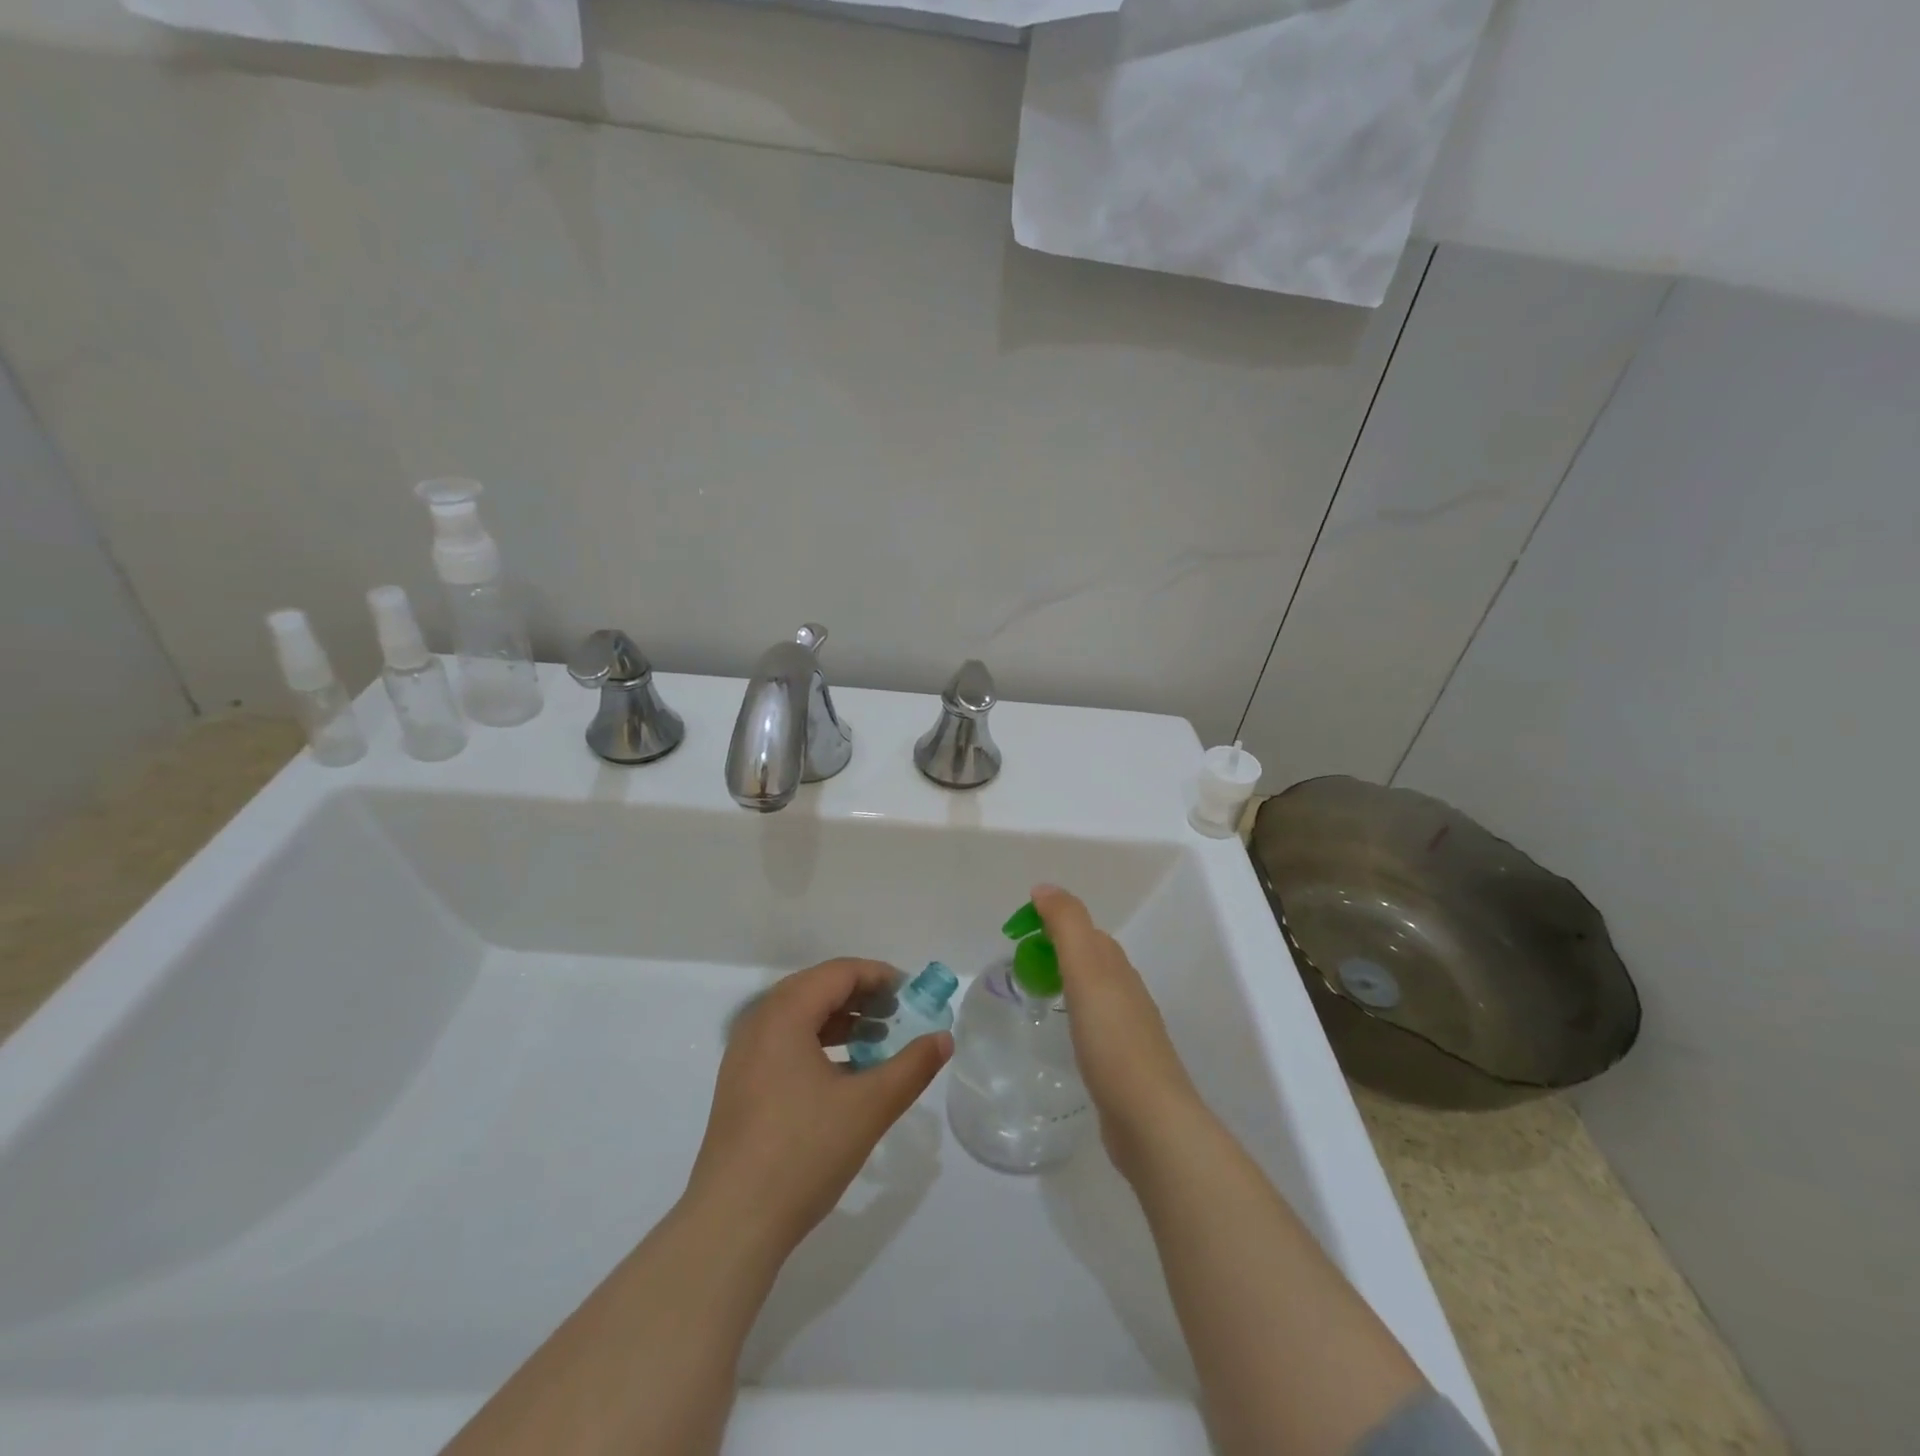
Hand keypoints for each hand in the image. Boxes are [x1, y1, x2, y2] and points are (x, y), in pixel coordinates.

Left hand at [685, 958, 951, 1256]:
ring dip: (841, 1020)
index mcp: (784, 1015)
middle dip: (861, 996)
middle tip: (898, 1014)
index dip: (879, 976)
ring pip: (799, 1017)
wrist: (732, 1224)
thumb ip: (912, 1067)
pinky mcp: (740, 1086)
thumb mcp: (869, 1107)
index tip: (912, 994)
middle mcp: (758, 1024)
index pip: (838, 973)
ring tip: (877, 1041)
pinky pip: (784, 1043)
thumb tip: (943, 1039)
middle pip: (816, 988)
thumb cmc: (803, 1153)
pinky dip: (819, 1043)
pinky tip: (844, 1074)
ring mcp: (744, 1057)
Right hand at [1031, 885, 1203, 1175]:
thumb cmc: (1112, 1040)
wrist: (1149, 1119)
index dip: (1050, 922)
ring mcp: (1127, 1030)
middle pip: (1090, 958)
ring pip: (1092, 991)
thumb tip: (1044, 887)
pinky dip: (1074, 1015)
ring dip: (1065, 982)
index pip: (1083, 930)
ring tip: (1034, 993)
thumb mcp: (1086, 971)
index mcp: (1116, 967)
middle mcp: (1126, 991)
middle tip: (1017, 962)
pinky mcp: (1121, 1063)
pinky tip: (1061, 1034)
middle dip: (1056, 950)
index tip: (1014, 932)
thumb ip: (1067, 925)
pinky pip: (1093, 1024)